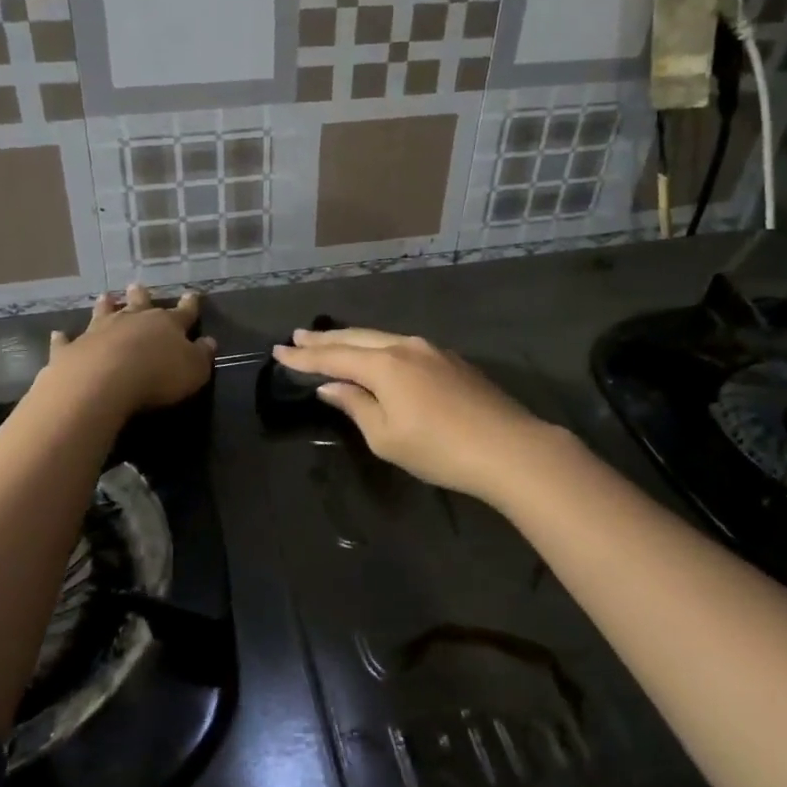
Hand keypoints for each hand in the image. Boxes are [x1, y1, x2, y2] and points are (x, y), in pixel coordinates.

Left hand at [47, 285, 215, 414]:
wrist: (103, 381)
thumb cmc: (157, 376)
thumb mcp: (193, 370)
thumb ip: (201, 355)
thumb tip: (209, 342)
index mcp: (166, 325)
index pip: (182, 312)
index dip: (189, 305)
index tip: (192, 294)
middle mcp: (132, 321)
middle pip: (138, 304)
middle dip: (140, 296)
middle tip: (136, 286)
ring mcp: (99, 332)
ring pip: (103, 314)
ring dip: (105, 306)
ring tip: (105, 297)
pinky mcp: (72, 349)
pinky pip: (67, 341)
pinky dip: (63, 337)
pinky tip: (58, 333)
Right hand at [271, 328, 555, 502]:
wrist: (508, 447)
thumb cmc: (439, 449)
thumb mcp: (386, 436)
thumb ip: (356, 405)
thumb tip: (332, 386)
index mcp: (384, 364)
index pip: (333, 357)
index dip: (304, 357)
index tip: (278, 352)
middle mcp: (405, 346)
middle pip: (355, 338)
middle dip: (324, 339)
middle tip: (297, 337)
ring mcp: (431, 350)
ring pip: (381, 338)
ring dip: (351, 340)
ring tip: (329, 341)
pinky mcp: (451, 360)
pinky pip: (402, 346)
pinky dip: (378, 348)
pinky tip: (375, 355)